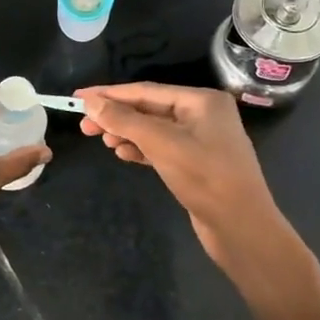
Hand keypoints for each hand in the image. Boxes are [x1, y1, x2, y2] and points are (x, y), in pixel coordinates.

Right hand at [80, 82, 319, 319]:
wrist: (242, 228)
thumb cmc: (205, 178)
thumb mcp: (161, 144)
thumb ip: (125, 120)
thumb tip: (91, 101)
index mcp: (201, 101)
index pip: (146, 91)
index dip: (110, 94)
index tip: (78, 97)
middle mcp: (203, 115)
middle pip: (149, 109)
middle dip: (116, 117)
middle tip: (84, 126)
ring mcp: (201, 140)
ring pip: (153, 130)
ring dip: (126, 133)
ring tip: (103, 141)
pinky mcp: (197, 164)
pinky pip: (161, 148)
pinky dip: (141, 149)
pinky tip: (123, 155)